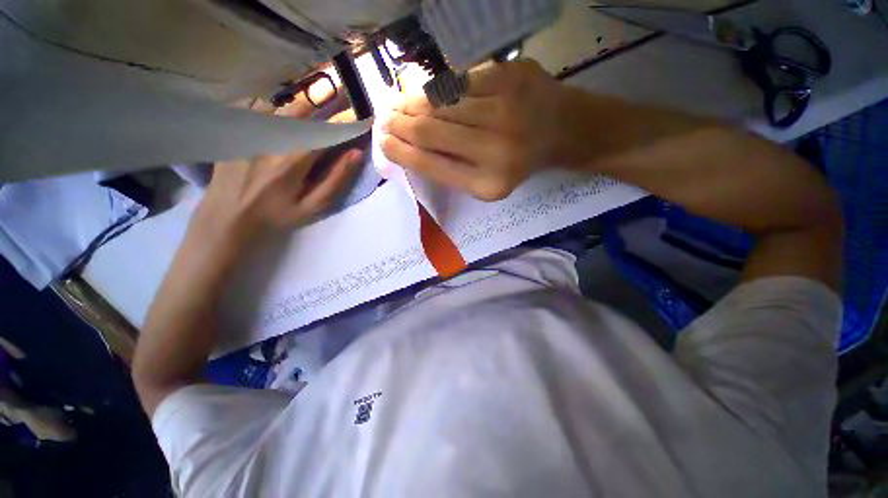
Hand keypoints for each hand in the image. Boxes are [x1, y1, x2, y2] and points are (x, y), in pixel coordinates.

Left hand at [196, 87, 363, 243]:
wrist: (228, 218)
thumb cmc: (277, 215)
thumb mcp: (313, 206)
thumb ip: (336, 180)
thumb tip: (357, 154)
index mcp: (292, 160)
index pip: (324, 131)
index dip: (343, 123)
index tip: (358, 119)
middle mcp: (270, 139)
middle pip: (301, 110)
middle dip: (322, 104)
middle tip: (334, 105)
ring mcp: (247, 131)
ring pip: (278, 105)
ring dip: (296, 109)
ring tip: (305, 115)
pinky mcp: (233, 131)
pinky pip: (253, 106)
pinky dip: (270, 107)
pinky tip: (275, 119)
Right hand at [380, 60, 565, 200]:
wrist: (563, 130)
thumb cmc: (519, 163)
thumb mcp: (485, 183)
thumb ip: (451, 170)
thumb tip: (408, 149)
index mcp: (488, 183)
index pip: (431, 165)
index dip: (401, 152)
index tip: (383, 142)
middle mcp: (496, 148)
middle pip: (431, 131)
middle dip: (399, 124)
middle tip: (383, 119)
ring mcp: (504, 107)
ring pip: (440, 103)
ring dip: (411, 103)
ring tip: (396, 105)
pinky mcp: (509, 75)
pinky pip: (458, 81)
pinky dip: (437, 89)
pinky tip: (425, 93)